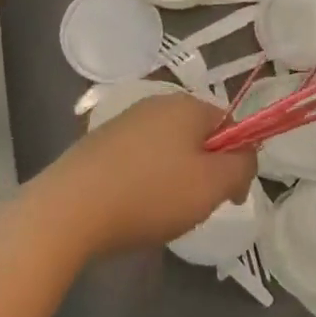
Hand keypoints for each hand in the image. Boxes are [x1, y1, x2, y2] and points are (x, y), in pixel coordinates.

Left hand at [37, 92, 256, 257]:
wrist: (69, 209)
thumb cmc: (150, 194)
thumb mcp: (212, 185)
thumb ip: (242, 166)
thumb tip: (246, 156)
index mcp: (187, 105)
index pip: (230, 124)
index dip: (237, 160)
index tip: (229, 198)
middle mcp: (156, 103)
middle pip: (198, 137)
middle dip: (204, 172)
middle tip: (195, 207)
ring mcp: (124, 121)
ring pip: (168, 150)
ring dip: (174, 179)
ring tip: (160, 213)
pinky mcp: (100, 143)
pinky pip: (138, 160)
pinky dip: (144, 182)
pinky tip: (132, 207)